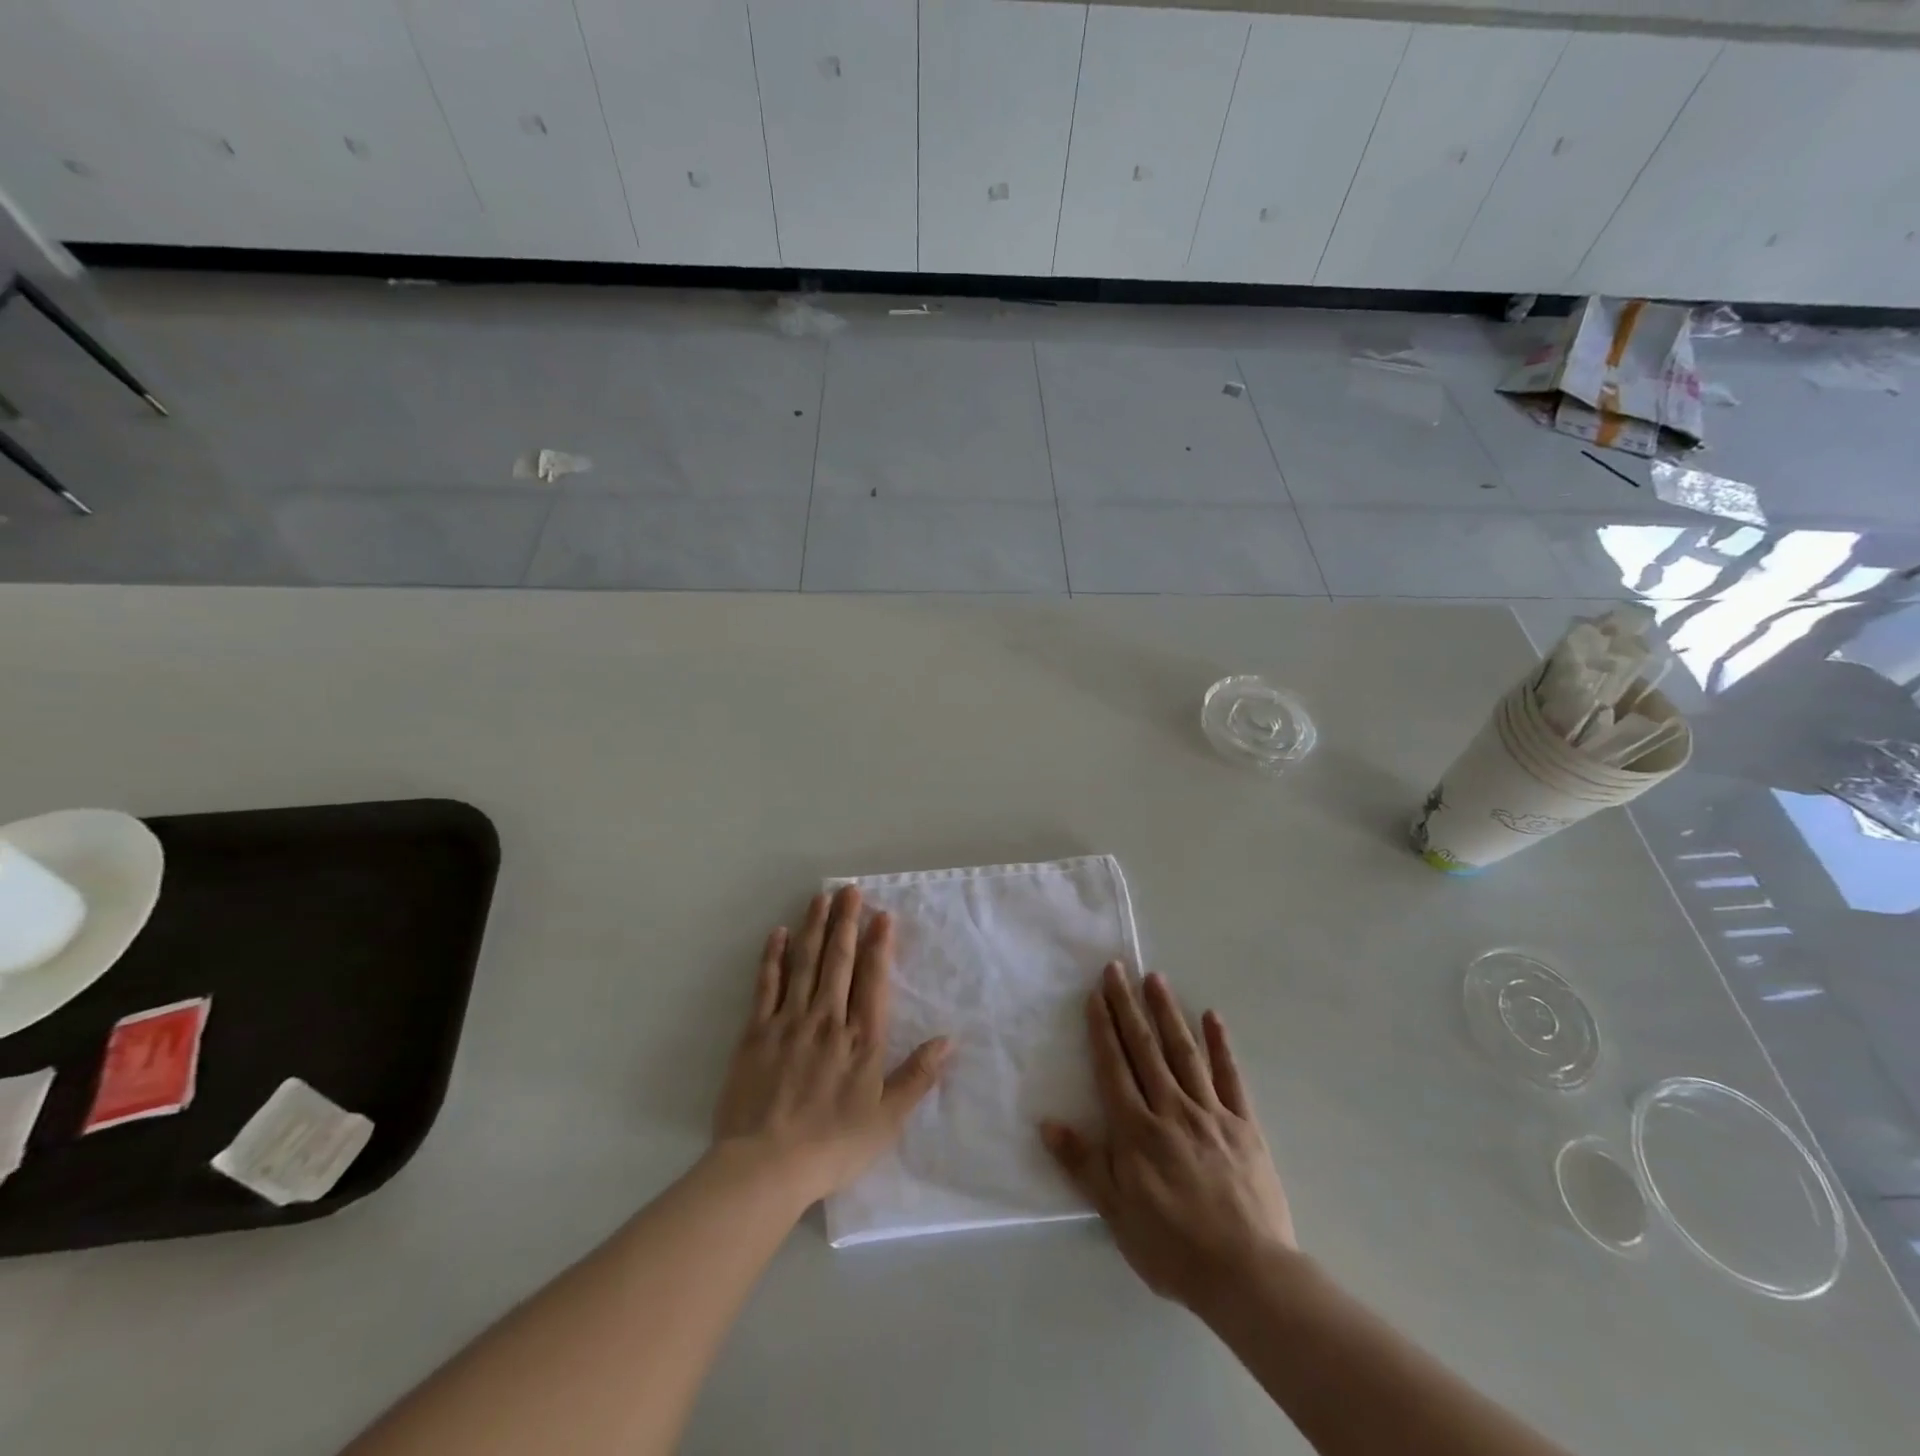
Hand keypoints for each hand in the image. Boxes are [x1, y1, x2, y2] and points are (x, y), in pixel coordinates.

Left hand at [712, 885, 949, 1205]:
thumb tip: (949, 1040)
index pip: (873, 979)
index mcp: (861, 1039)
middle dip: (846, 922)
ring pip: (805, 964)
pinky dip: (773, 957)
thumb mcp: (887, 1119)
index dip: (878, 945)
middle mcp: (827, 1019)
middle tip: (851, 890)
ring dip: (814, 928)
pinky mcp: (756, 1032)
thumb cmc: (833, 1145)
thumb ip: (917, 1076)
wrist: (766, 1166)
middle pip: (838, 961)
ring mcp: (789, 1022)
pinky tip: (778, 934)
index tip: (882, 915)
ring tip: (821, 898)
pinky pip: (766, 985)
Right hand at [1041, 963, 1295, 1310]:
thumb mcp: (1116, 1214)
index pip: (1114, 1066)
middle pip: (1144, 1048)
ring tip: (1155, 978)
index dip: (1103, 1028)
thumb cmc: (1173, 1247)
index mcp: (1137, 1130)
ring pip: (1184, 1052)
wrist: (1248, 1275)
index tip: (1096, 994)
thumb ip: (1083, 1164)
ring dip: (1167, 1012)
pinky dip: (1221, 1045)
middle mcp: (1171, 1109)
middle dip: (1127, 1006)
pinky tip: (1213, 1017)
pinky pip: (1231, 1077)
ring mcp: (1211, 1113)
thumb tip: (1047, 1123)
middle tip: (1117, 968)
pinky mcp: (1244, 1125)